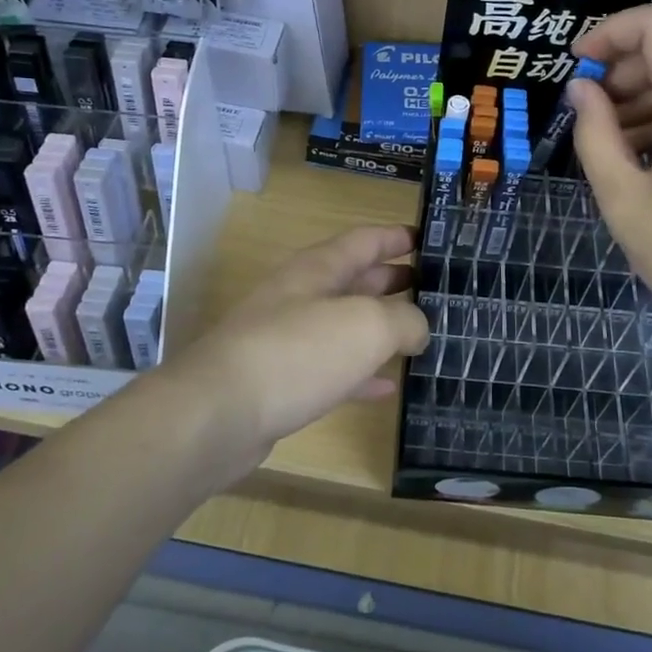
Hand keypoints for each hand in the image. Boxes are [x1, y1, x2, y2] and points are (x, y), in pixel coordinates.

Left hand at [164, 225, 429, 485]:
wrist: (218, 414)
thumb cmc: (298, 352)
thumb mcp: (367, 324)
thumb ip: (404, 320)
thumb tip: (418, 329)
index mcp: (318, 269)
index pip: (365, 241)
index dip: (397, 237)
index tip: (429, 240)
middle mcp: (301, 297)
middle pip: (354, 280)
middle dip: (393, 280)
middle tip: (434, 290)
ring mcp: (288, 340)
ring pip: (344, 326)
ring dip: (380, 328)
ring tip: (420, 335)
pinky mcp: (282, 382)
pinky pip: (332, 371)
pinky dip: (361, 374)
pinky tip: (387, 387)